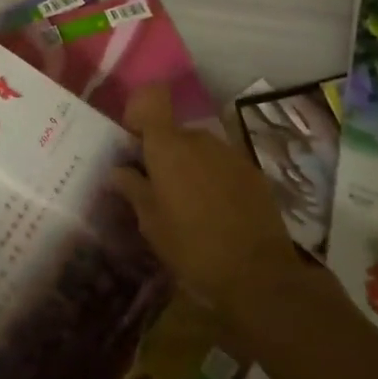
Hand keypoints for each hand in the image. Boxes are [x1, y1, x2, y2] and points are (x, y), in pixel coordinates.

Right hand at [112, 83, 300, 320]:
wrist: (259, 275)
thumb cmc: (192, 247)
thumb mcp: (151, 223)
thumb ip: (132, 188)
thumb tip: (118, 170)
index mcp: (168, 146)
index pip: (151, 103)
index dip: (140, 117)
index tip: (134, 145)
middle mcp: (199, 139)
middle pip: (174, 133)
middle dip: (164, 154)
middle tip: (158, 188)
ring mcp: (230, 154)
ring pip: (200, 150)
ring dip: (191, 167)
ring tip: (189, 205)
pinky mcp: (253, 173)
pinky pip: (223, 166)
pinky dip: (215, 179)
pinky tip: (217, 212)